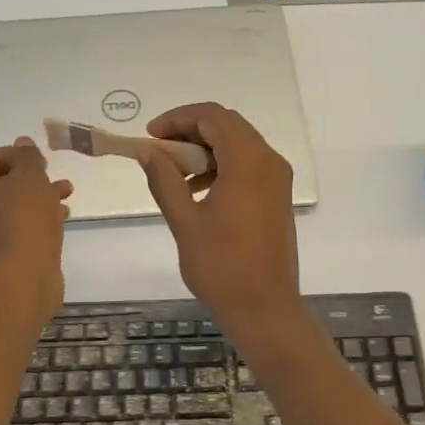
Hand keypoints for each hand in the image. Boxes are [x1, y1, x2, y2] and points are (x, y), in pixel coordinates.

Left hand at [0, 137, 71, 317]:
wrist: (20, 279)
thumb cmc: (23, 220)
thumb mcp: (31, 178)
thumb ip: (28, 157)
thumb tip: (22, 144)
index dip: (18, 155)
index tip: (43, 162)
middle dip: (31, 178)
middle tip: (56, 179)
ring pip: (8, 206)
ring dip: (37, 198)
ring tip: (65, 197)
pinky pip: (12, 227)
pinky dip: (33, 220)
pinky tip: (60, 219)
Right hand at [137, 103, 302, 335]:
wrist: (264, 307)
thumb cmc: (221, 266)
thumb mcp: (184, 221)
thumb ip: (164, 179)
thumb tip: (148, 151)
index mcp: (248, 162)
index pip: (212, 117)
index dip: (178, 118)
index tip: (150, 135)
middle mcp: (269, 161)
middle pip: (228, 125)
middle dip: (190, 130)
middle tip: (159, 150)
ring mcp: (277, 179)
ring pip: (238, 144)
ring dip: (205, 149)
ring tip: (174, 173)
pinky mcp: (277, 196)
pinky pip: (248, 165)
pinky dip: (221, 166)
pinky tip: (197, 191)